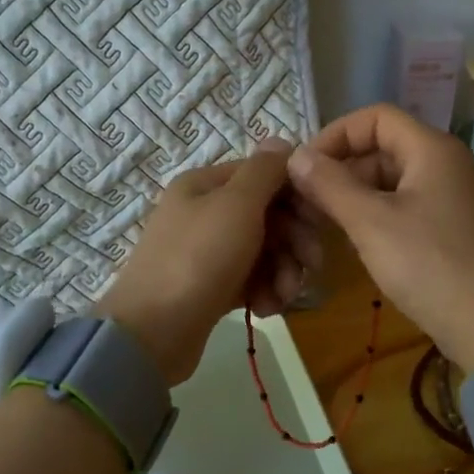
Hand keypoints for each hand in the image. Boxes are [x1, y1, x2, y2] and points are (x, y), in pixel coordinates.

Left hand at [97, 139, 320, 385]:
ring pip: (263, 251)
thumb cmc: (199, 259)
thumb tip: (281, 141)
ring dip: (283, 271)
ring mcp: (207, 252)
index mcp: (206, 185)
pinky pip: (250, 280)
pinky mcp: (211, 288)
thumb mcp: (236, 205)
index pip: (265, 175)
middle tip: (312, 265)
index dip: (297, 194)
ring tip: (282, 295)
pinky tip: (264, 309)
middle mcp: (205, 213)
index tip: (320, 220)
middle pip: (268, 215)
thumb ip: (264, 171)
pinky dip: (263, 291)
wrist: (153, 332)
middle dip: (294, 241)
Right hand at [285, 104, 473, 370]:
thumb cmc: (428, 264)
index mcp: (432, 149)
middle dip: (342, 170)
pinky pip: (406, 207)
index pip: (375, 117)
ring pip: (392, 181)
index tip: (304, 167)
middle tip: (307, 202)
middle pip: (383, 148)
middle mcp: (446, 164)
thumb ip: (329, 184)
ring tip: (326, 225)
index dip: (335, 134)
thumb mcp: (370, 222)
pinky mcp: (452, 228)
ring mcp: (453, 198)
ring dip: (356, 196)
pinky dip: (377, 216)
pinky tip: (358, 243)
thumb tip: (296, 156)